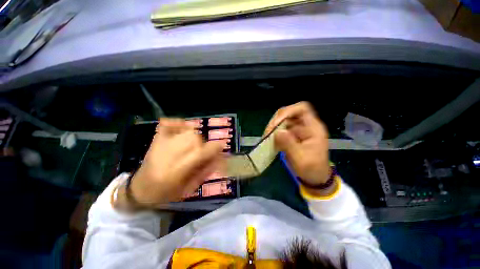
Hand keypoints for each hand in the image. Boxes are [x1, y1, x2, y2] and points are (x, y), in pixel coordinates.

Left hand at [127, 119, 224, 205]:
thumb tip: (220, 158)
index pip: (202, 152)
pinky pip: (168, 124)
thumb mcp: (189, 188)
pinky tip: (184, 127)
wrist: (139, 190)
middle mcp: (171, 153)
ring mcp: (162, 143)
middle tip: (202, 153)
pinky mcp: (156, 139)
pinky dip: (179, 123)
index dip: (216, 147)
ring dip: (195, 137)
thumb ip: (206, 171)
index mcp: (178, 169)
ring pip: (188, 131)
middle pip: (196, 139)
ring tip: (193, 146)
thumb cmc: (166, 193)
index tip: (222, 147)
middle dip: (204, 145)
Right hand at [265, 102, 330, 188]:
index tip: (276, 123)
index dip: (288, 111)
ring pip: (282, 121)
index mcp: (313, 128)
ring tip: (266, 137)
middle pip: (289, 113)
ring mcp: (297, 130)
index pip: (302, 109)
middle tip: (268, 132)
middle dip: (276, 121)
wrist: (315, 177)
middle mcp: (305, 126)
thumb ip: (289, 144)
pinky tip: (269, 140)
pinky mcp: (291, 136)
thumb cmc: (312, 169)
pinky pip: (280, 129)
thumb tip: (277, 131)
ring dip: (273, 127)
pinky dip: (273, 133)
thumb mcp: (301, 159)